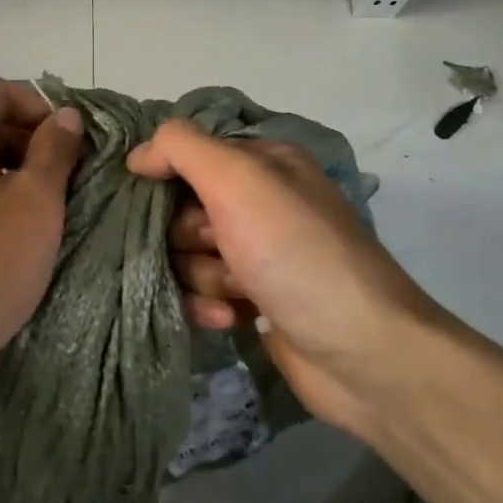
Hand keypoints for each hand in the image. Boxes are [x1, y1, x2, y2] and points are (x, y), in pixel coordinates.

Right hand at [127, 119, 454, 433]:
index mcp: (265, 163)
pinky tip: (233, 319)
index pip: (189, 156)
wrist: (363, 353)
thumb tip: (139, 155)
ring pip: (188, 255)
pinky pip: (203, 292)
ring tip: (236, 291)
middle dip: (188, 236)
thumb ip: (182, 149)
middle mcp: (262, 202)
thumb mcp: (239, 181)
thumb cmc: (296, 254)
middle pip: (183, 210)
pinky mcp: (255, 300)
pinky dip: (210, 305)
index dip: (169, 180)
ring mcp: (260, 254)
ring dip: (202, 276)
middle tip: (215, 248)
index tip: (161, 204)